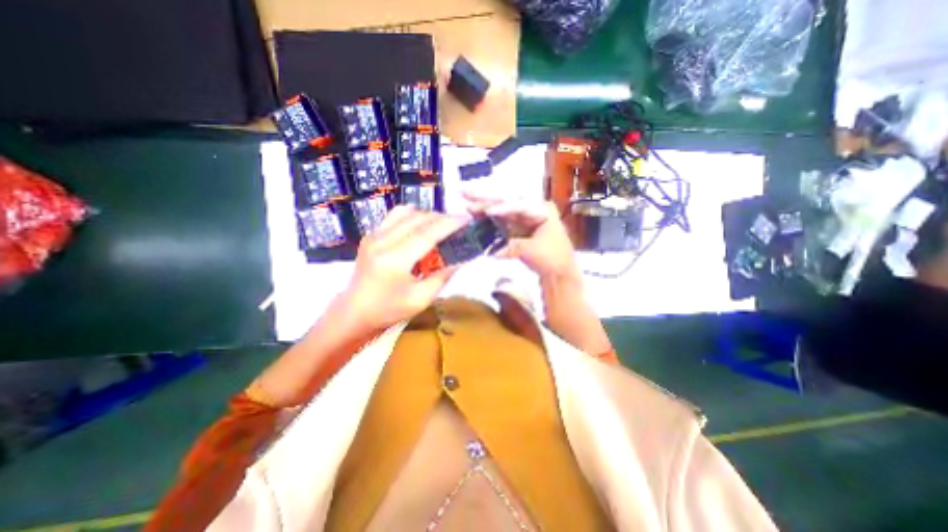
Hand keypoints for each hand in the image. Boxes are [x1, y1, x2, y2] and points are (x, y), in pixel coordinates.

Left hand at [336, 205, 468, 329]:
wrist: (354, 311)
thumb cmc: (388, 309)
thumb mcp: (421, 299)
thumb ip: (442, 277)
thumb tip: (461, 260)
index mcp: (395, 260)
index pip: (427, 234)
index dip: (449, 224)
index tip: (466, 219)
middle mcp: (383, 242)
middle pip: (418, 219)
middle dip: (441, 218)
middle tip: (457, 223)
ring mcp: (374, 236)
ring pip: (406, 213)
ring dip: (427, 215)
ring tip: (440, 224)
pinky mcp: (370, 235)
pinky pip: (393, 216)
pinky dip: (411, 215)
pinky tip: (420, 224)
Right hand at [467, 192, 580, 281]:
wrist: (558, 270)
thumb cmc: (553, 258)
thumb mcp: (534, 252)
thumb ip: (513, 247)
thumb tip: (493, 251)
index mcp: (542, 210)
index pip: (520, 206)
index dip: (503, 207)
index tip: (487, 211)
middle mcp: (531, 209)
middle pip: (507, 200)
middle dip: (486, 197)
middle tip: (465, 191)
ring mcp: (522, 217)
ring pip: (500, 208)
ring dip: (483, 205)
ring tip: (465, 201)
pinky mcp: (515, 226)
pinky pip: (499, 219)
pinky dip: (487, 218)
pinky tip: (474, 213)